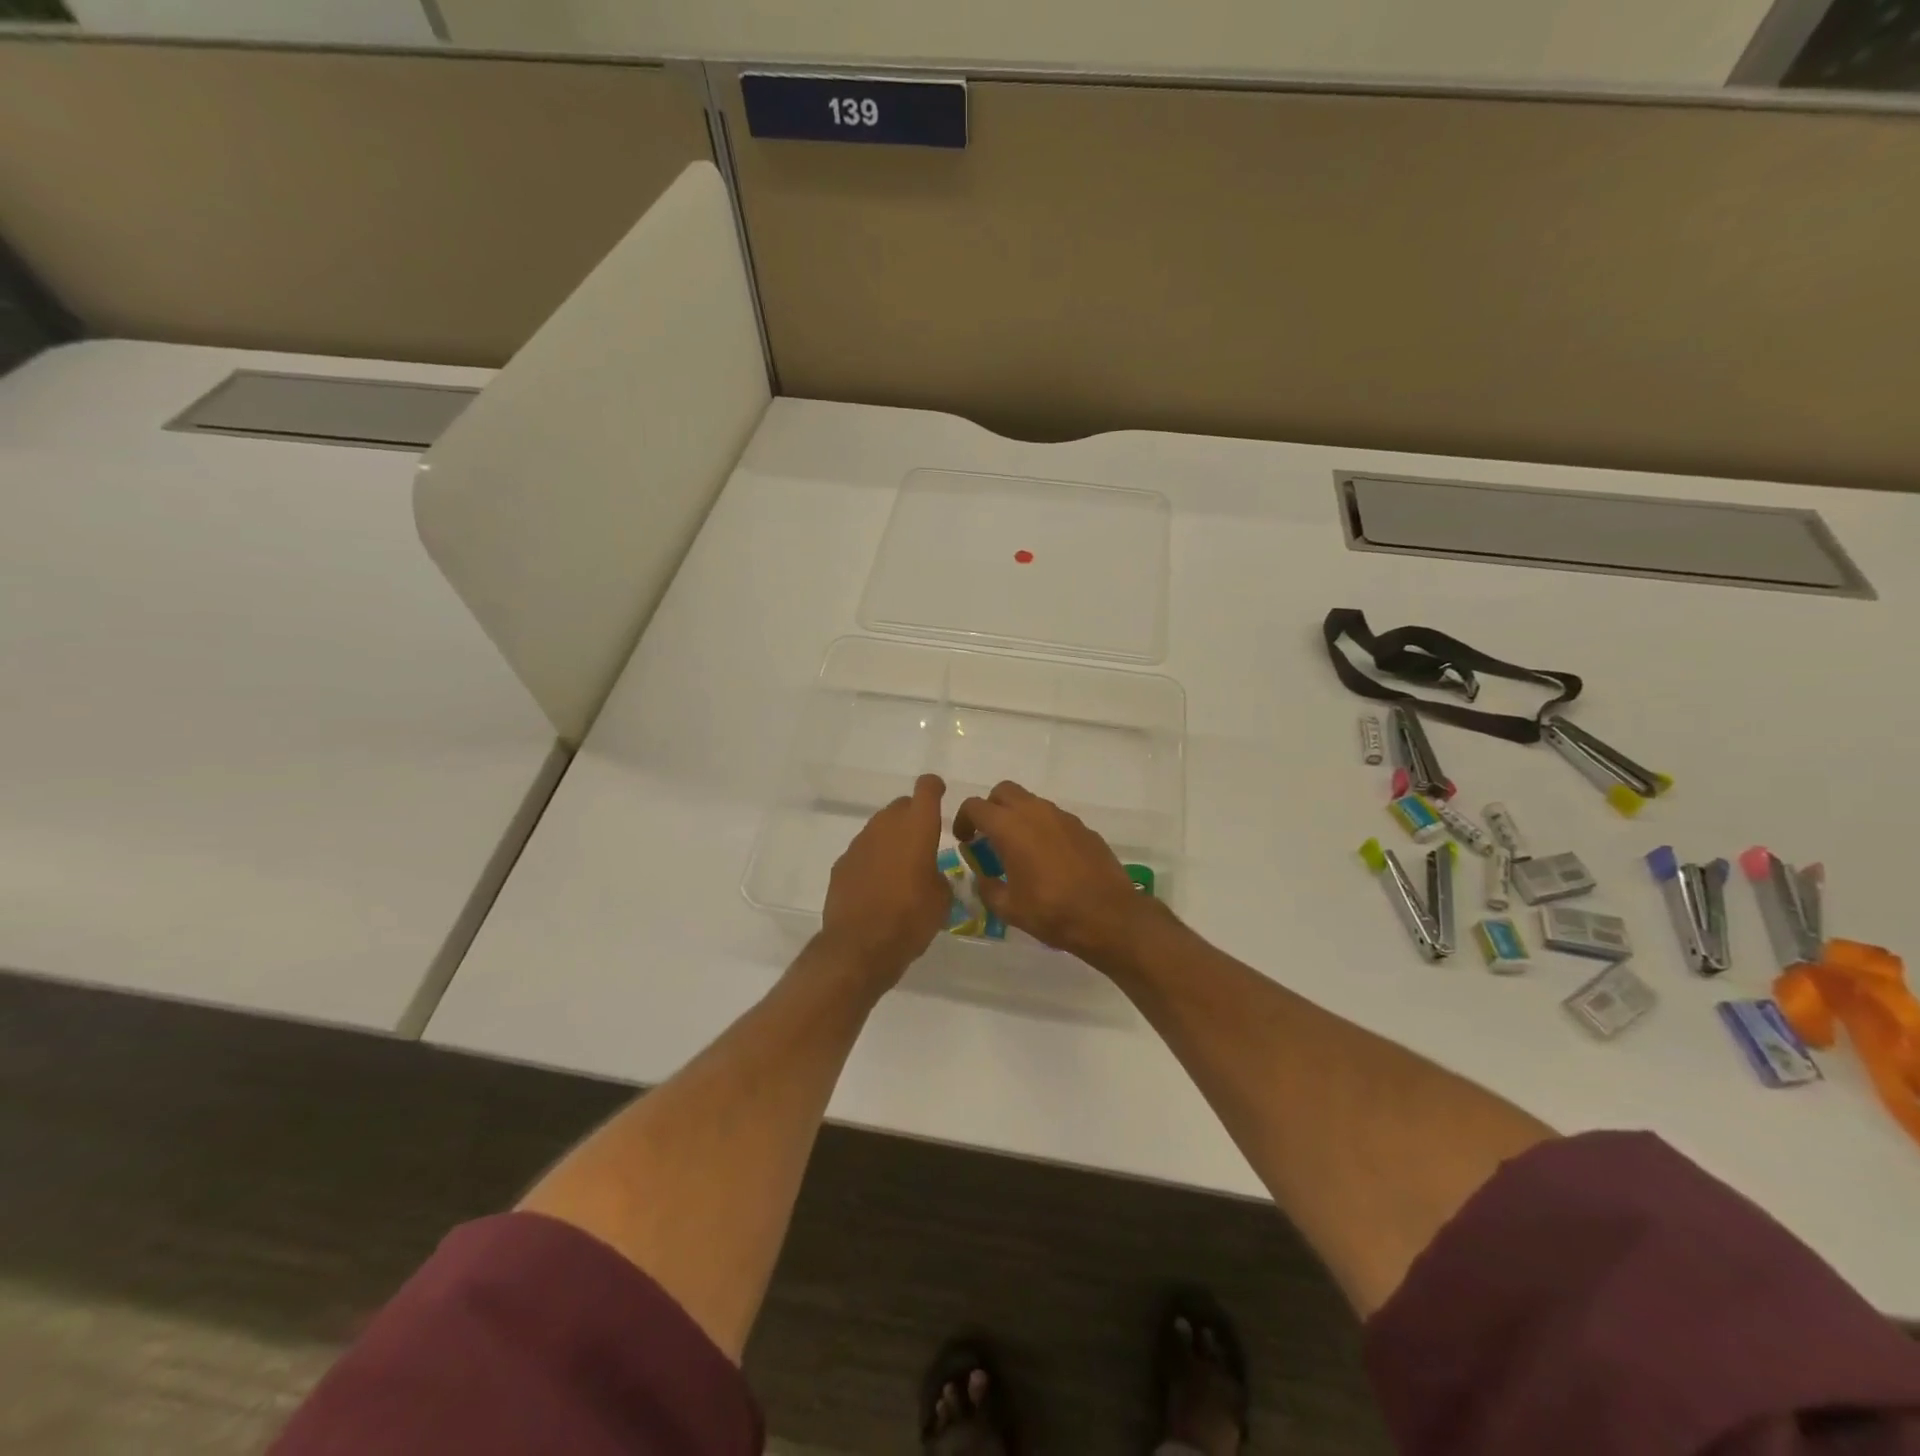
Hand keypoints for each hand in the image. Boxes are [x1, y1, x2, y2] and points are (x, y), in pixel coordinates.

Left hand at [819, 773, 951, 984]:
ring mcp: (859, 844)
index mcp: (917, 828)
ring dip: (892, 839)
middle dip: (914, 816)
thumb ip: (938, 876)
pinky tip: (878, 885)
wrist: (859, 947)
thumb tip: (930, 874)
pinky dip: (873, 860)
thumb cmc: (910, 919)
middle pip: (901, 806)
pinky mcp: (841, 864)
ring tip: (902, 867)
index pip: (927, 789)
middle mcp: (886, 826)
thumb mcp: (941, 900)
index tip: (940, 794)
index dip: (934, 787)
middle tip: (925, 841)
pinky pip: (864, 852)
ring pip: (880, 828)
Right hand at [954, 781, 1159, 969]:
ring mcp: (1062, 817)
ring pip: (1031, 802)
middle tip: (989, 836)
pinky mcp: (1083, 827)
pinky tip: (1047, 858)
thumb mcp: (1008, 908)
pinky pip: (1054, 817)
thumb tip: (983, 877)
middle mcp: (1035, 812)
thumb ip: (987, 888)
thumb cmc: (1052, 912)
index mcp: (1010, 827)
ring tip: (1018, 849)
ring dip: (1018, 816)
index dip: (963, 820)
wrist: (1109, 915)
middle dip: (991, 808)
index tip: (965, 840)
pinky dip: (1042, 828)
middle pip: (1003, 791)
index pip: (975, 806)